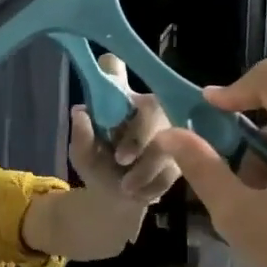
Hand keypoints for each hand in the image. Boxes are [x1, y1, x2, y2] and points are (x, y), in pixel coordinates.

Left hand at [67, 54, 181, 204]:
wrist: (120, 201)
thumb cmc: (99, 167)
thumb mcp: (83, 155)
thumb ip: (81, 136)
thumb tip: (80, 111)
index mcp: (118, 100)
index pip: (114, 70)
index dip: (113, 68)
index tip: (109, 65)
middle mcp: (147, 105)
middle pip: (152, 107)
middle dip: (138, 137)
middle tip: (121, 159)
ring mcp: (171, 126)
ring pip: (166, 141)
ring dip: (145, 168)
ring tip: (126, 187)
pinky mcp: (187, 151)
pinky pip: (173, 164)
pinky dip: (154, 183)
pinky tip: (141, 192)